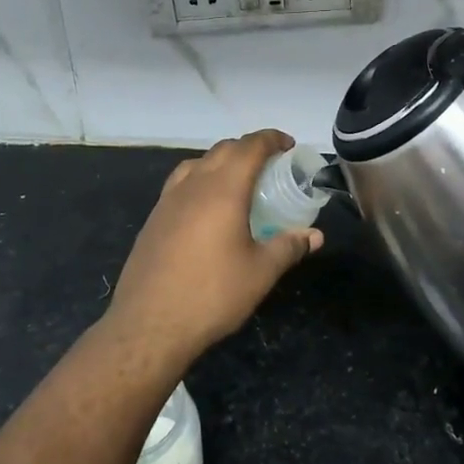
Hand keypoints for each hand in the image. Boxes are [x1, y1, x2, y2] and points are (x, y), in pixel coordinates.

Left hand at [107, 129, 323, 355]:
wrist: (148, 324)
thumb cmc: (212, 294)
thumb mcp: (261, 273)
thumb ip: (289, 247)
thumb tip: (315, 235)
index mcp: (223, 189)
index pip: (250, 147)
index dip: (271, 139)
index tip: (288, 145)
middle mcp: (194, 184)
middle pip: (223, 149)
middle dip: (249, 148)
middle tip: (270, 165)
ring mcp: (168, 200)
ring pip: (198, 163)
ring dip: (222, 161)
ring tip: (239, 182)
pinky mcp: (154, 218)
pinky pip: (181, 183)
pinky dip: (201, 179)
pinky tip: (207, 207)